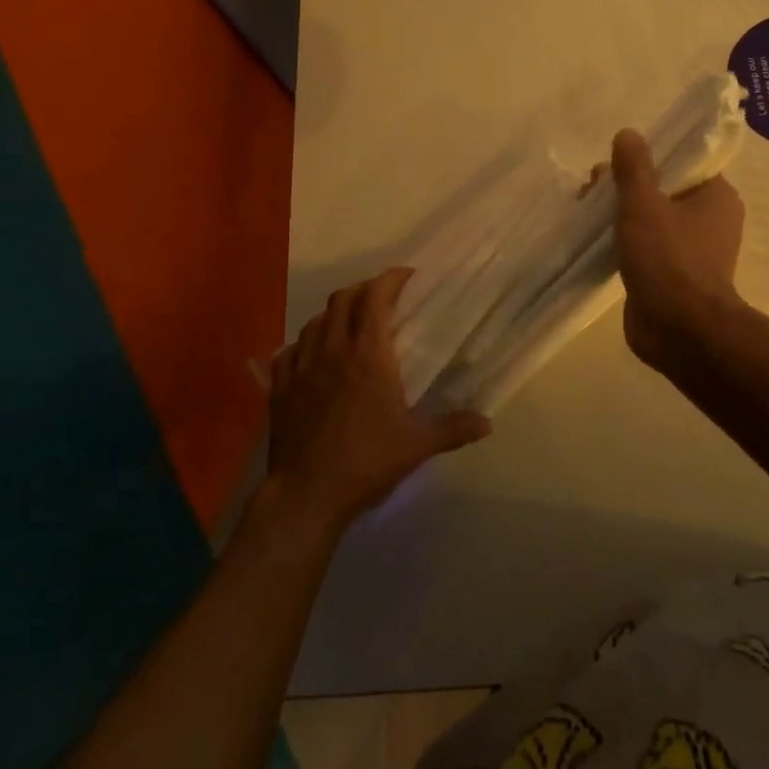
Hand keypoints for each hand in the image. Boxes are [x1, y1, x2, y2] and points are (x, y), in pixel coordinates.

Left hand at [265, 268, 491, 536]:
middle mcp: (333, 350)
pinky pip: (289, 351)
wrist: (307, 493)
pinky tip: (311, 354)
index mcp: (368, 355)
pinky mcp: (280, 388)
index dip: (390, 280)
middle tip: (381, 295)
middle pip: (343, 300)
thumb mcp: (417, 445)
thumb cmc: (367, 461)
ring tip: (349, 322)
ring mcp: (301, 367)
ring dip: (334, 313)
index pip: (376, 298)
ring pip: (315, 321)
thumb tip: (488, 423)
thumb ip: (454, 428)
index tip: (406, 275)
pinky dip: (304, 343)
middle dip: (363, 289)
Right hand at [610, 129, 744, 366]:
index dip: (648, 157)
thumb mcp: (644, 204)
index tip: (615, 162)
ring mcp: (694, 250)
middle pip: (665, 189)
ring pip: (654, 219)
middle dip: (627, 186)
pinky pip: (649, 247)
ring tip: (588, 211)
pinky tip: (598, 241)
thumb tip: (628, 133)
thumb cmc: (668, 259)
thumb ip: (633, 168)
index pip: (683, 162)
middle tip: (592, 188)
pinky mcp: (676, 276)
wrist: (680, 330)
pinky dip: (627, 241)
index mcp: (716, 196)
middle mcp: (711, 220)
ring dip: (623, 214)